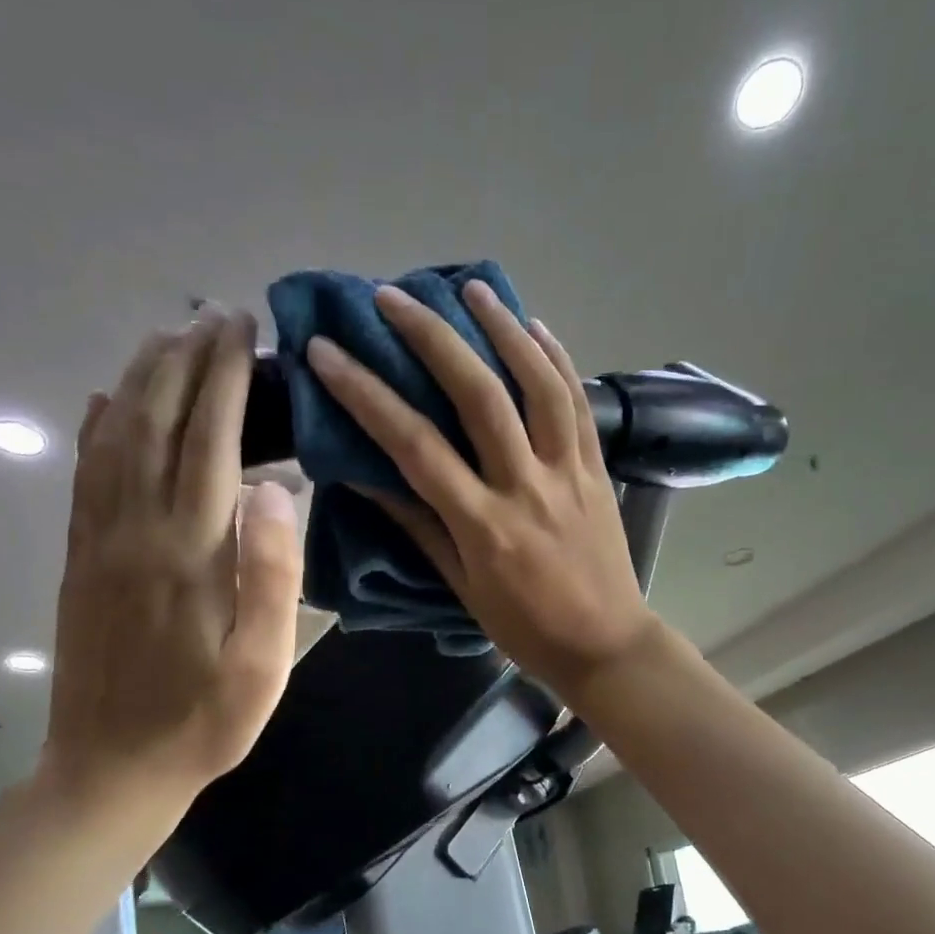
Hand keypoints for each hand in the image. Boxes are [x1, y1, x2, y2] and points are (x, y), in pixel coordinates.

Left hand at [44, 309, 302, 815]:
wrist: (112, 768)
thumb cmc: (204, 722)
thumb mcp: (263, 666)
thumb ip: (272, 577)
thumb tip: (274, 488)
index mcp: (190, 555)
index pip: (210, 442)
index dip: (226, 379)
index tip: (242, 329)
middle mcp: (137, 532)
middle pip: (158, 424)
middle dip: (186, 361)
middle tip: (213, 315)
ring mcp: (100, 542)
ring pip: (115, 438)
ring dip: (141, 379)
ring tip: (166, 337)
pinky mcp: (81, 558)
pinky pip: (85, 475)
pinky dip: (97, 426)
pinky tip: (106, 399)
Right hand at [306, 281, 657, 700]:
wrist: (606, 645)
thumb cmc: (526, 627)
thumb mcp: (462, 587)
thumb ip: (420, 527)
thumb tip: (369, 477)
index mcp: (484, 525)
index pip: (415, 447)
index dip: (366, 394)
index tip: (327, 352)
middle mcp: (526, 487)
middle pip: (480, 397)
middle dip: (432, 338)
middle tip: (393, 296)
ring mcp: (569, 473)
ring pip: (540, 386)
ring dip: (505, 329)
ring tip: (471, 288)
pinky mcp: (599, 469)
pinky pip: (580, 405)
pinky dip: (559, 360)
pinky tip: (536, 326)